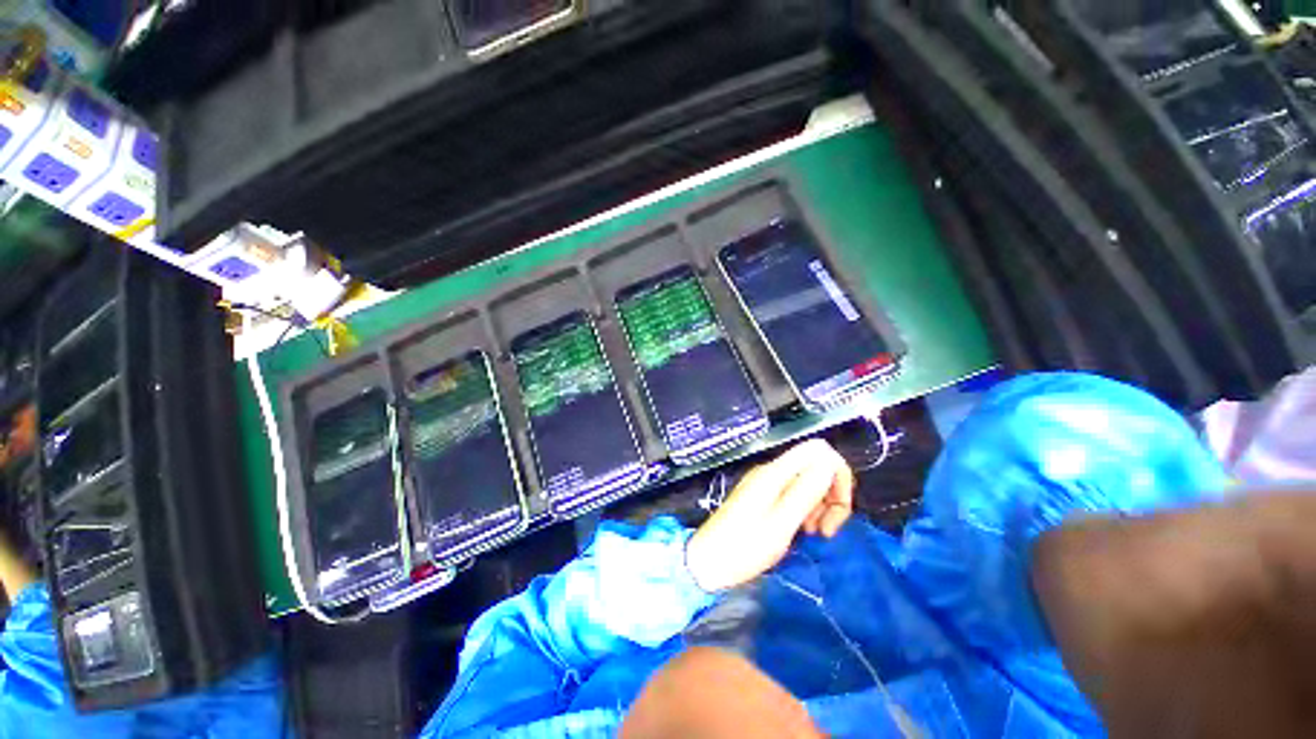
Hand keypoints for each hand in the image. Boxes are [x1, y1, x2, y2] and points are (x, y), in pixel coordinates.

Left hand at [685, 439, 853, 591]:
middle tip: (827, 530)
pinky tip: (803, 532)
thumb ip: (805, 491)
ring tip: (813, 534)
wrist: (709, 562)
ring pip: (810, 483)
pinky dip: (807, 512)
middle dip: (831, 496)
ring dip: (821, 507)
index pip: (818, 449)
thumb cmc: (744, 546)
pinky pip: (796, 495)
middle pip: (817, 467)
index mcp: (776, 472)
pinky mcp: (765, 498)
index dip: (837, 472)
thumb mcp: (780, 523)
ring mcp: (768, 484)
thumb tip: (829, 463)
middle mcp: (773, 472)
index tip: (837, 507)